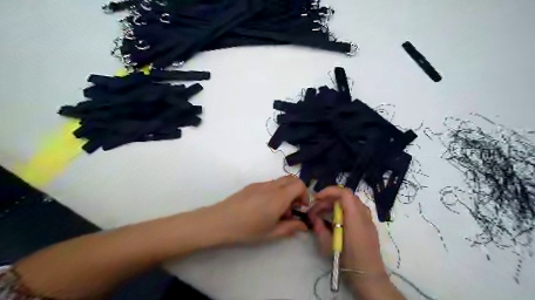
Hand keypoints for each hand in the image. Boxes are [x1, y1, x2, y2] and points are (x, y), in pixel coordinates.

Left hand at [208, 176, 308, 243]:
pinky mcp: (252, 185)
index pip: (300, 184)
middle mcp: (272, 186)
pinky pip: (270, 184)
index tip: (301, 208)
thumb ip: (290, 227)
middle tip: (291, 208)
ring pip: (280, 181)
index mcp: (279, 197)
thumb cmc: (247, 229)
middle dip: (297, 192)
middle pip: (292, 179)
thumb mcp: (271, 233)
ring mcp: (261, 184)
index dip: (305, 195)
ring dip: (285, 192)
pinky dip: (275, 191)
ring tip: (277, 210)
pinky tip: (264, 207)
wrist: (220, 221)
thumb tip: (303, 225)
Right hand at [310, 186, 400, 298]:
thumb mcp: (329, 246)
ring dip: (334, 204)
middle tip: (315, 210)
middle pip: (345, 197)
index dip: (329, 191)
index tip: (316, 198)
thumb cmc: (348, 260)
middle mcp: (363, 214)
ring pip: (350, 202)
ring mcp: (368, 219)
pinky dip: (342, 209)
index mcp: (355, 217)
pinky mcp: (368, 224)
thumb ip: (320, 229)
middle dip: (328, 200)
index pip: (344, 193)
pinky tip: (334, 220)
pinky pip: (354, 209)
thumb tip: (314, 218)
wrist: (369, 276)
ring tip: (322, 214)